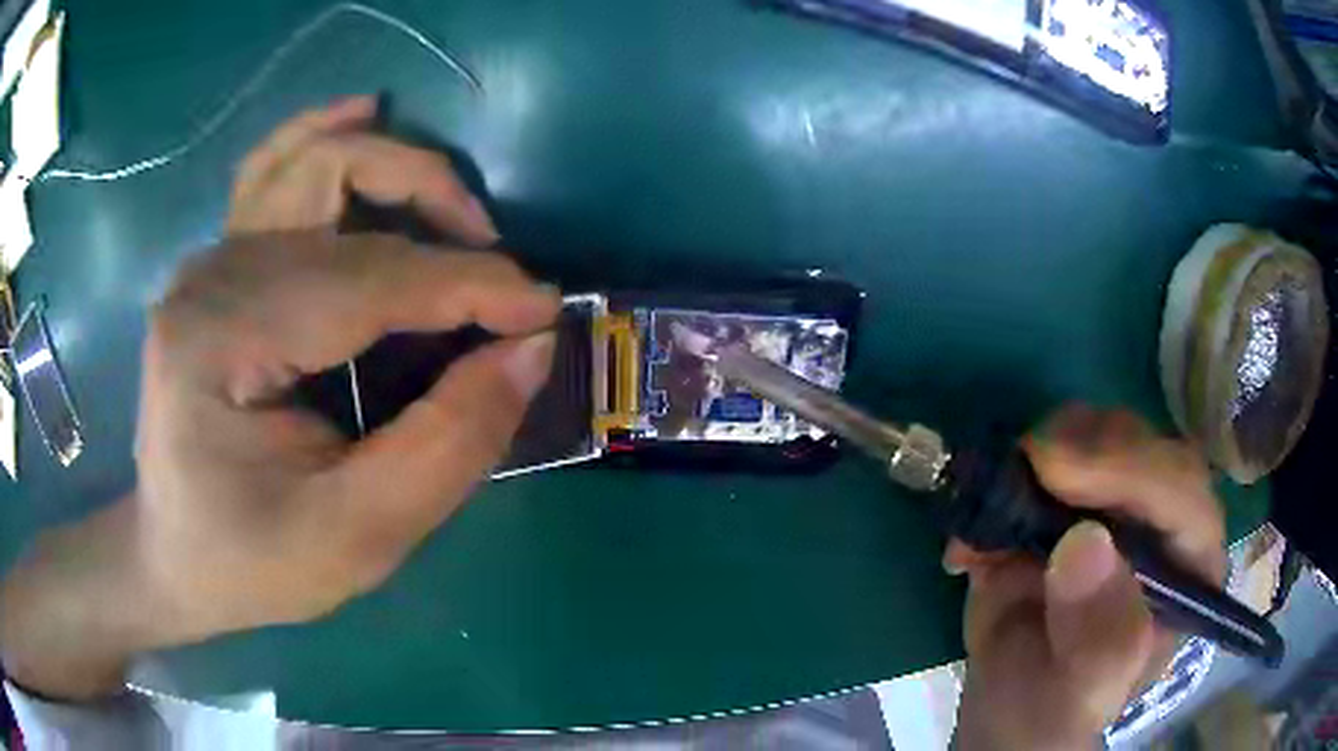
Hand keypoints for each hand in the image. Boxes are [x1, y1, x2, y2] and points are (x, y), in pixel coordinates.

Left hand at [0, 98, 559, 698]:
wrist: (173, 557)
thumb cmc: (251, 563)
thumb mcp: (356, 539)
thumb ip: (446, 446)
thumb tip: (528, 350)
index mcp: (222, 339)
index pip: (368, 280)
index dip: (469, 287)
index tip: (544, 312)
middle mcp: (211, 274)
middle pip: (343, 197)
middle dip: (441, 223)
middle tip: (500, 284)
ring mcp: (210, 259)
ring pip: (314, 161)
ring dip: (397, 170)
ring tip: (456, 215)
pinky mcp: (218, 264)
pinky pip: (274, 169)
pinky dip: (326, 134)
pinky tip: (363, 114)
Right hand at [948, 405, 1226, 749]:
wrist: (1009, 703)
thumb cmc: (1054, 711)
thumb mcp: (1077, 696)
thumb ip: (1095, 640)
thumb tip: (1084, 545)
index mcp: (1187, 571)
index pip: (1185, 498)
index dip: (1134, 473)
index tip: (1060, 474)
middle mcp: (1164, 523)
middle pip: (1148, 447)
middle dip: (1089, 448)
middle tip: (1029, 464)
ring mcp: (1120, 501)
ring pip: (1102, 434)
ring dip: (1043, 452)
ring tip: (992, 510)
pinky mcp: (1073, 494)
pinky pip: (1049, 451)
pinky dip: (1006, 474)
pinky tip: (975, 531)